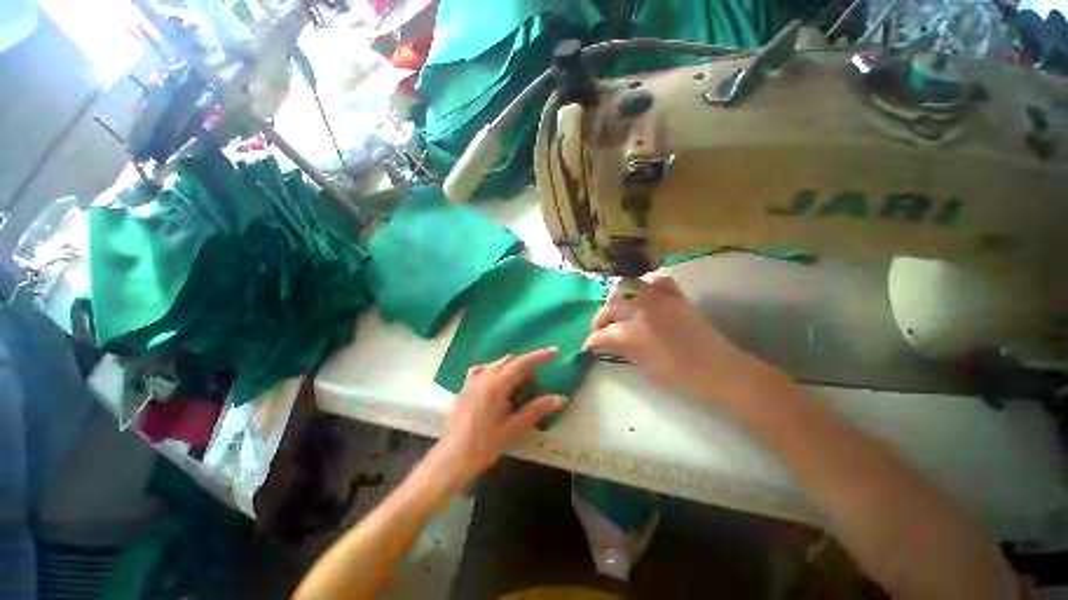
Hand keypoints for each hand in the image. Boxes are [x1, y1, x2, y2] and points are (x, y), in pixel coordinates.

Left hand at [437, 348, 564, 482]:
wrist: (454, 457)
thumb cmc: (485, 444)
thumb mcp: (513, 427)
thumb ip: (536, 409)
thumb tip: (560, 398)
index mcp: (497, 385)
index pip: (523, 363)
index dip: (540, 356)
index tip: (555, 351)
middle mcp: (484, 376)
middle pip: (511, 361)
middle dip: (527, 366)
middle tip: (535, 384)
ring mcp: (473, 380)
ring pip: (497, 363)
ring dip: (512, 368)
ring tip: (518, 386)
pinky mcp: (465, 386)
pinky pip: (483, 370)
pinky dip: (495, 371)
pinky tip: (497, 384)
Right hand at [584, 275, 767, 406]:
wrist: (717, 369)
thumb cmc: (678, 374)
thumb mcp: (643, 364)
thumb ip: (618, 349)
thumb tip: (598, 344)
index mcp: (635, 332)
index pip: (604, 332)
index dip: (593, 340)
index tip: (588, 345)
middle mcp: (644, 309)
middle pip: (612, 305)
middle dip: (601, 318)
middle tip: (599, 329)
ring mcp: (661, 298)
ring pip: (628, 287)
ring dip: (617, 299)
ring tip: (615, 311)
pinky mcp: (676, 295)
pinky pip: (656, 281)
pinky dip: (646, 285)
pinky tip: (641, 295)